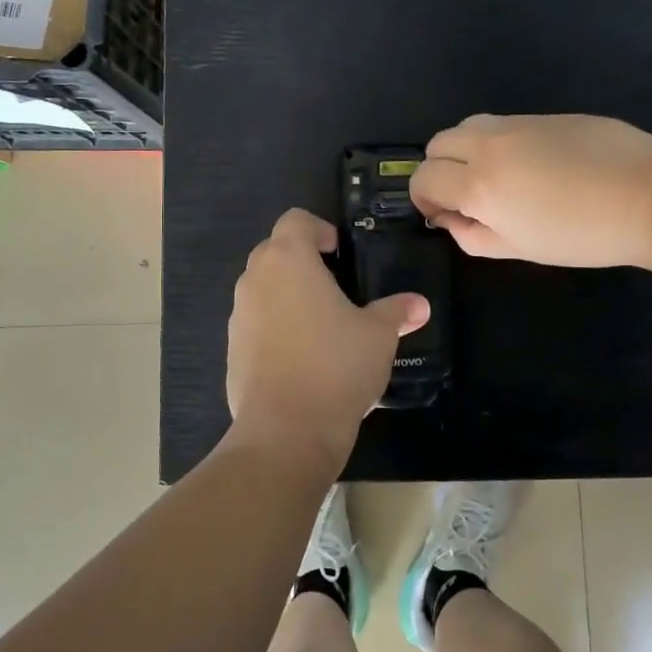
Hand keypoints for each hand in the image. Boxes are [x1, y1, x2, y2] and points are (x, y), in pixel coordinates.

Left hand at [226, 209, 429, 474]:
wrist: (286, 431)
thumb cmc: (336, 365)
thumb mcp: (378, 335)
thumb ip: (396, 312)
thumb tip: (419, 305)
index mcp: (288, 260)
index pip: (295, 220)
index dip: (319, 229)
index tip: (340, 253)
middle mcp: (255, 279)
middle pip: (274, 251)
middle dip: (302, 261)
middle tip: (336, 286)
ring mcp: (238, 316)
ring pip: (262, 289)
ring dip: (287, 295)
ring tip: (321, 324)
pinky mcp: (231, 350)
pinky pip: (255, 324)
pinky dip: (275, 329)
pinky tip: (302, 359)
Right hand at [410, 114, 651, 267]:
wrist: (649, 194)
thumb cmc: (583, 235)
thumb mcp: (520, 249)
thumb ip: (473, 236)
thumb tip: (451, 219)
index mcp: (478, 185)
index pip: (424, 179)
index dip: (423, 199)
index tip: (441, 214)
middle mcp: (488, 146)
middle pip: (437, 144)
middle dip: (439, 170)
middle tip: (464, 196)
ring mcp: (517, 124)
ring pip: (466, 126)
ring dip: (464, 150)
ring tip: (493, 176)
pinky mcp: (544, 114)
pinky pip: (501, 123)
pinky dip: (496, 142)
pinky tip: (530, 165)